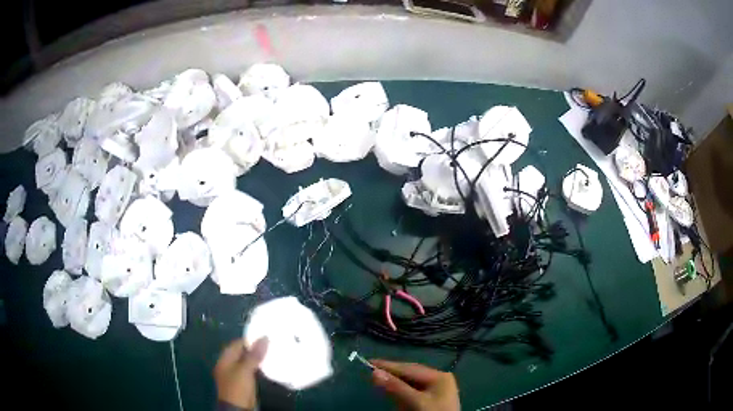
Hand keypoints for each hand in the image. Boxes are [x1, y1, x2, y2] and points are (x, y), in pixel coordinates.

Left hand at [214, 338, 268, 409]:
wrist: (238, 408)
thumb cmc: (238, 387)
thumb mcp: (245, 370)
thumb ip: (254, 355)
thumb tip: (264, 337)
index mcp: (225, 359)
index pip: (237, 344)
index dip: (249, 340)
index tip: (264, 336)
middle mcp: (229, 365)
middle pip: (242, 353)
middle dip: (255, 349)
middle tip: (271, 344)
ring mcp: (236, 374)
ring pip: (248, 362)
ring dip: (258, 359)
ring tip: (273, 353)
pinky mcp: (244, 383)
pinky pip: (251, 371)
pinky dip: (259, 368)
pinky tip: (269, 366)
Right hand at [370, 359, 459, 410]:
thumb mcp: (416, 402)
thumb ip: (396, 388)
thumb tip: (374, 373)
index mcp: (439, 376)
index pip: (409, 368)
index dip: (389, 365)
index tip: (369, 362)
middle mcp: (438, 380)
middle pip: (410, 375)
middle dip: (392, 375)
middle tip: (371, 374)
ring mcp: (435, 391)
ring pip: (410, 384)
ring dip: (395, 385)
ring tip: (380, 382)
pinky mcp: (430, 401)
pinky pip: (412, 393)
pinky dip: (401, 394)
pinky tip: (393, 394)